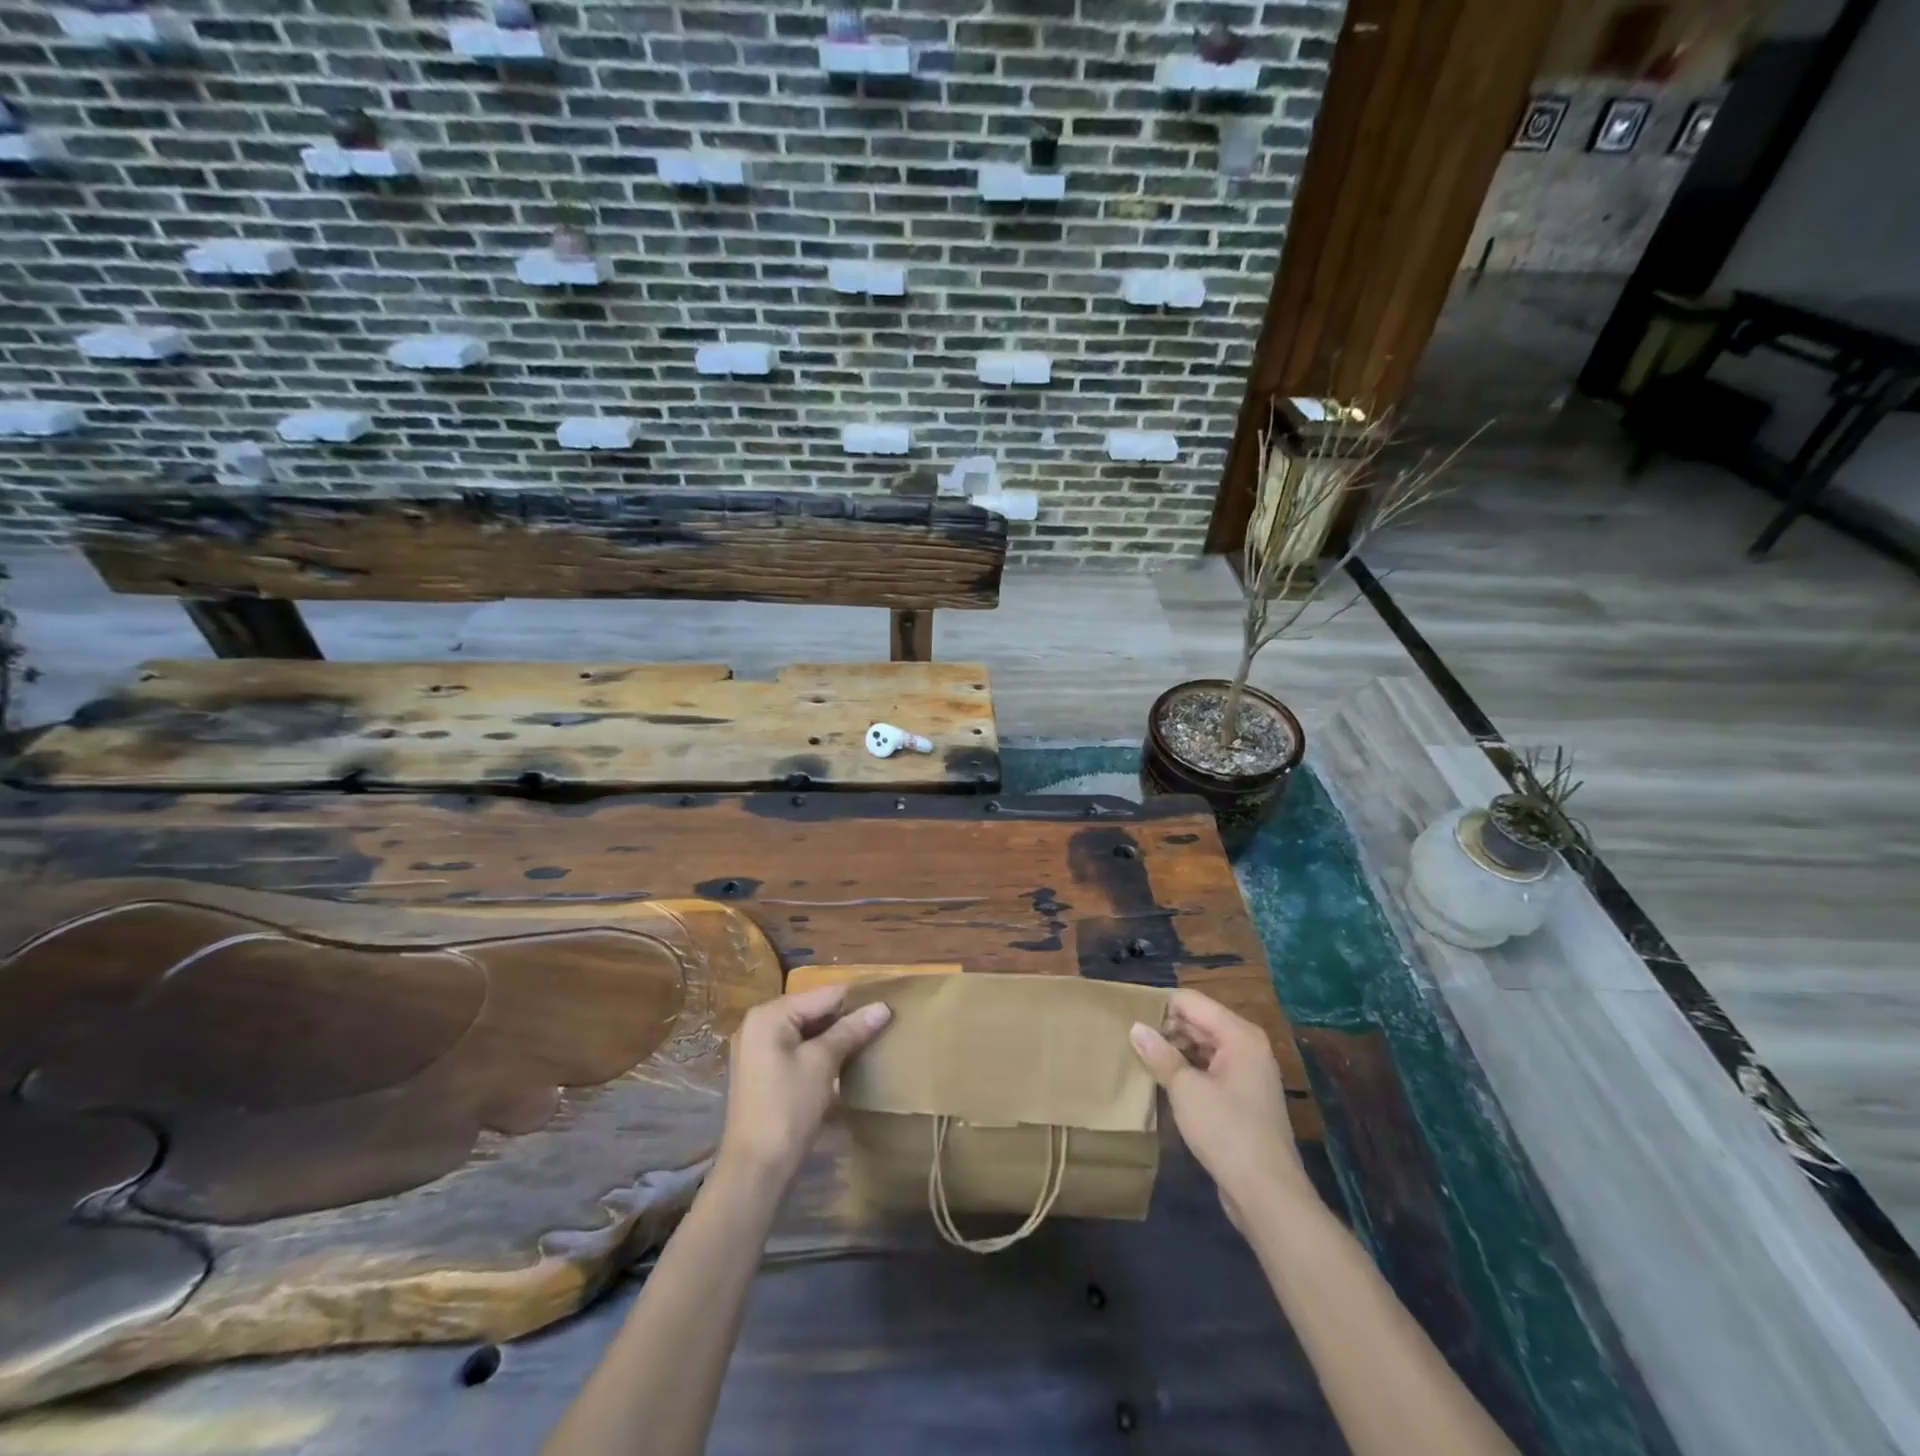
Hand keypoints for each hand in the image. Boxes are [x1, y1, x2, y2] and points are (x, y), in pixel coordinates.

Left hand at [718, 985, 891, 1186]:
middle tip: (881, 1026)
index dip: (855, 1001)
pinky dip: (819, 1051)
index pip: (823, 995)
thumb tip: (883, 1006)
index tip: (886, 1008)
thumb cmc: (788, 1107)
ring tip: (868, 1041)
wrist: (756, 1168)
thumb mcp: (823, 1063)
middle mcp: (759, 1023)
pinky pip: (797, 1048)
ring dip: (835, 1036)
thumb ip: (851, 1030)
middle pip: (813, 1010)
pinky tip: (844, 1061)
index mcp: (769, 1014)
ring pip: (807, 1030)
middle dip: (845, 1018)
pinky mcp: (763, 1070)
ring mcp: (758, 1048)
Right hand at [1130, 989, 1308, 1227]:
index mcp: (1239, 1035)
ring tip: (1138, 1055)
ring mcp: (1246, 1073)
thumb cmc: (1227, 1132)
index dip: (1159, 1005)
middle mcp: (1246, 1047)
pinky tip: (1161, 1080)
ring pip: (1202, 1047)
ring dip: (1173, 1050)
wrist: (1268, 1195)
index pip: (1191, 1002)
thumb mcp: (1186, 1090)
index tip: (1127, 1015)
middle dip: (1165, 1027)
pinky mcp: (1242, 1098)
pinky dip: (1186, 1070)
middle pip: (1198, 1022)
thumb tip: (1135, 1028)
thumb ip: (1159, 1054)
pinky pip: (1208, 1070)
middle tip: (1127, 1036)